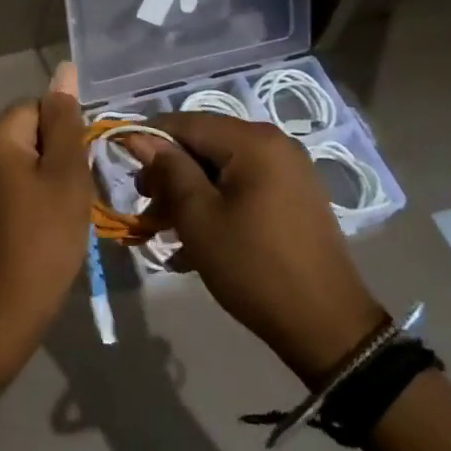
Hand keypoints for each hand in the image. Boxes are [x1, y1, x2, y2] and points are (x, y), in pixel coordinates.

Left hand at [0, 64, 90, 395]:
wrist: (3, 311)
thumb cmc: (43, 239)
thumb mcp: (65, 175)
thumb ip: (66, 121)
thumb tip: (64, 69)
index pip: (41, 106)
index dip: (68, 134)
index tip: (81, 168)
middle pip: (33, 130)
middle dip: (61, 155)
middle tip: (76, 192)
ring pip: (29, 159)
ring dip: (52, 178)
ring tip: (65, 212)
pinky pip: (17, 182)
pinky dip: (38, 197)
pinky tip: (49, 225)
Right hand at [125, 113, 386, 387]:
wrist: (328, 328)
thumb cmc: (254, 267)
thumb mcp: (199, 218)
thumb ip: (168, 170)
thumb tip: (138, 136)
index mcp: (253, 141)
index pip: (186, 122)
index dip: (150, 140)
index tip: (122, 163)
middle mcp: (274, 144)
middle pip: (205, 144)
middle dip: (170, 173)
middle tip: (146, 206)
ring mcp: (289, 171)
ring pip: (221, 168)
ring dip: (189, 193)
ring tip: (163, 228)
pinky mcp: (294, 197)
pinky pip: (243, 186)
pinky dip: (216, 204)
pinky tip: (195, 239)